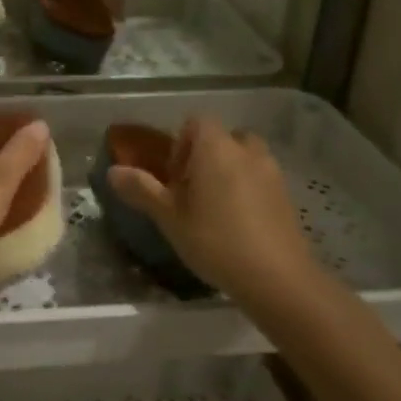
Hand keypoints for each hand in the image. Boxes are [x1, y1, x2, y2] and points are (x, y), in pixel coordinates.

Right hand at [106, 118, 322, 303]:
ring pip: (245, 157)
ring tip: (214, 207)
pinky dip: (248, 189)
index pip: (197, 122)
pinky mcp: (287, 196)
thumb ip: (142, 190)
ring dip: (228, 171)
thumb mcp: (170, 217)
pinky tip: (237, 224)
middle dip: (206, 156)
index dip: (181, 143)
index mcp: (216, 148)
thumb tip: (113, 171)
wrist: (278, 278)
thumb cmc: (215, 241)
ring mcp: (272, 172)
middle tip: (192, 189)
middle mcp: (246, 151)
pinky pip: (260, 179)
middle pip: (223, 138)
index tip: (174, 176)